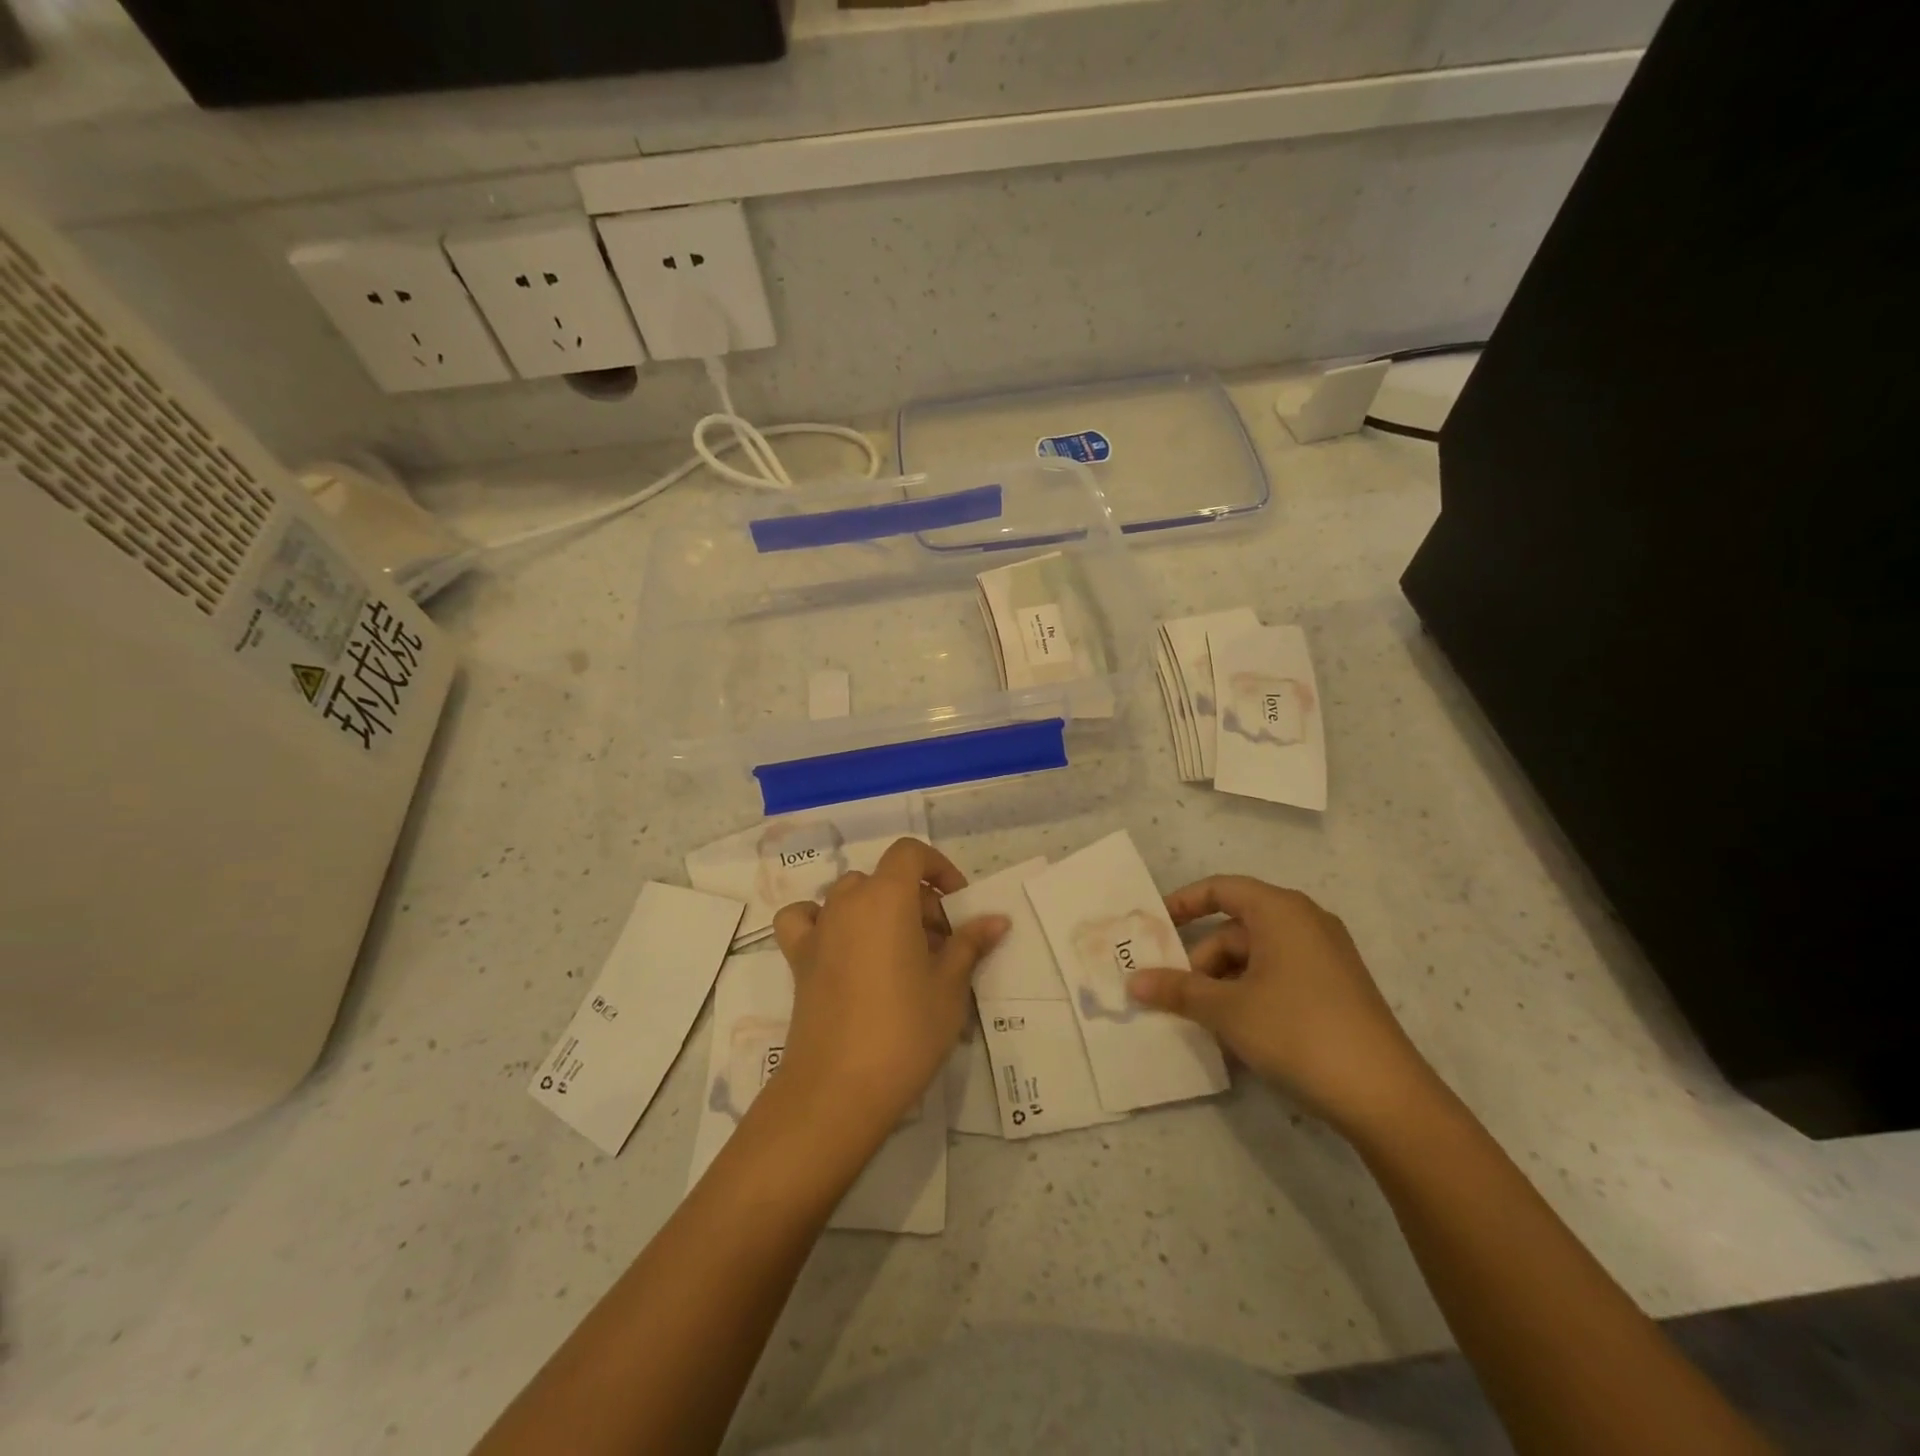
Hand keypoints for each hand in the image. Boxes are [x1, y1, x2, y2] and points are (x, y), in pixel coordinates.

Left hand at [771, 838, 1007, 1143]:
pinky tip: (840, 946)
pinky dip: (822, 921)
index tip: (957, 904)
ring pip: (851, 896)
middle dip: (917, 901)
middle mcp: (847, 902)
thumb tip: (997, 919)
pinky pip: (805, 919)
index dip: (938, 868)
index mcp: (886, 897)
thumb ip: (970, 944)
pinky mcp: (798, 959)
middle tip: (940, 946)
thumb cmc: (905, 1030)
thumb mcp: (950, 987)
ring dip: (879, 910)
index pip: (910, 853)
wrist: (839, 1089)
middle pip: (885, 879)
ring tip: (900, 953)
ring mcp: (818, 929)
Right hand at [1126, 876, 1437, 1136]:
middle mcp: (1305, 922)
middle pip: (1235, 929)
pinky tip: (1238, 1033)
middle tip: (1173, 995)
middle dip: (1200, 961)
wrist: (1385, 1097)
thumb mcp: (1227, 1010)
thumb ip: (1177, 990)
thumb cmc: (1297, 1031)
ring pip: (1255, 957)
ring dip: (1223, 984)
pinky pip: (1278, 977)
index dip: (1182, 903)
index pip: (1220, 889)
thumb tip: (1134, 982)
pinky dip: (1250, 995)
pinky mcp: (1336, 989)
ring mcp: (1325, 956)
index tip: (1152, 928)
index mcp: (1280, 911)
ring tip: (1203, 1023)